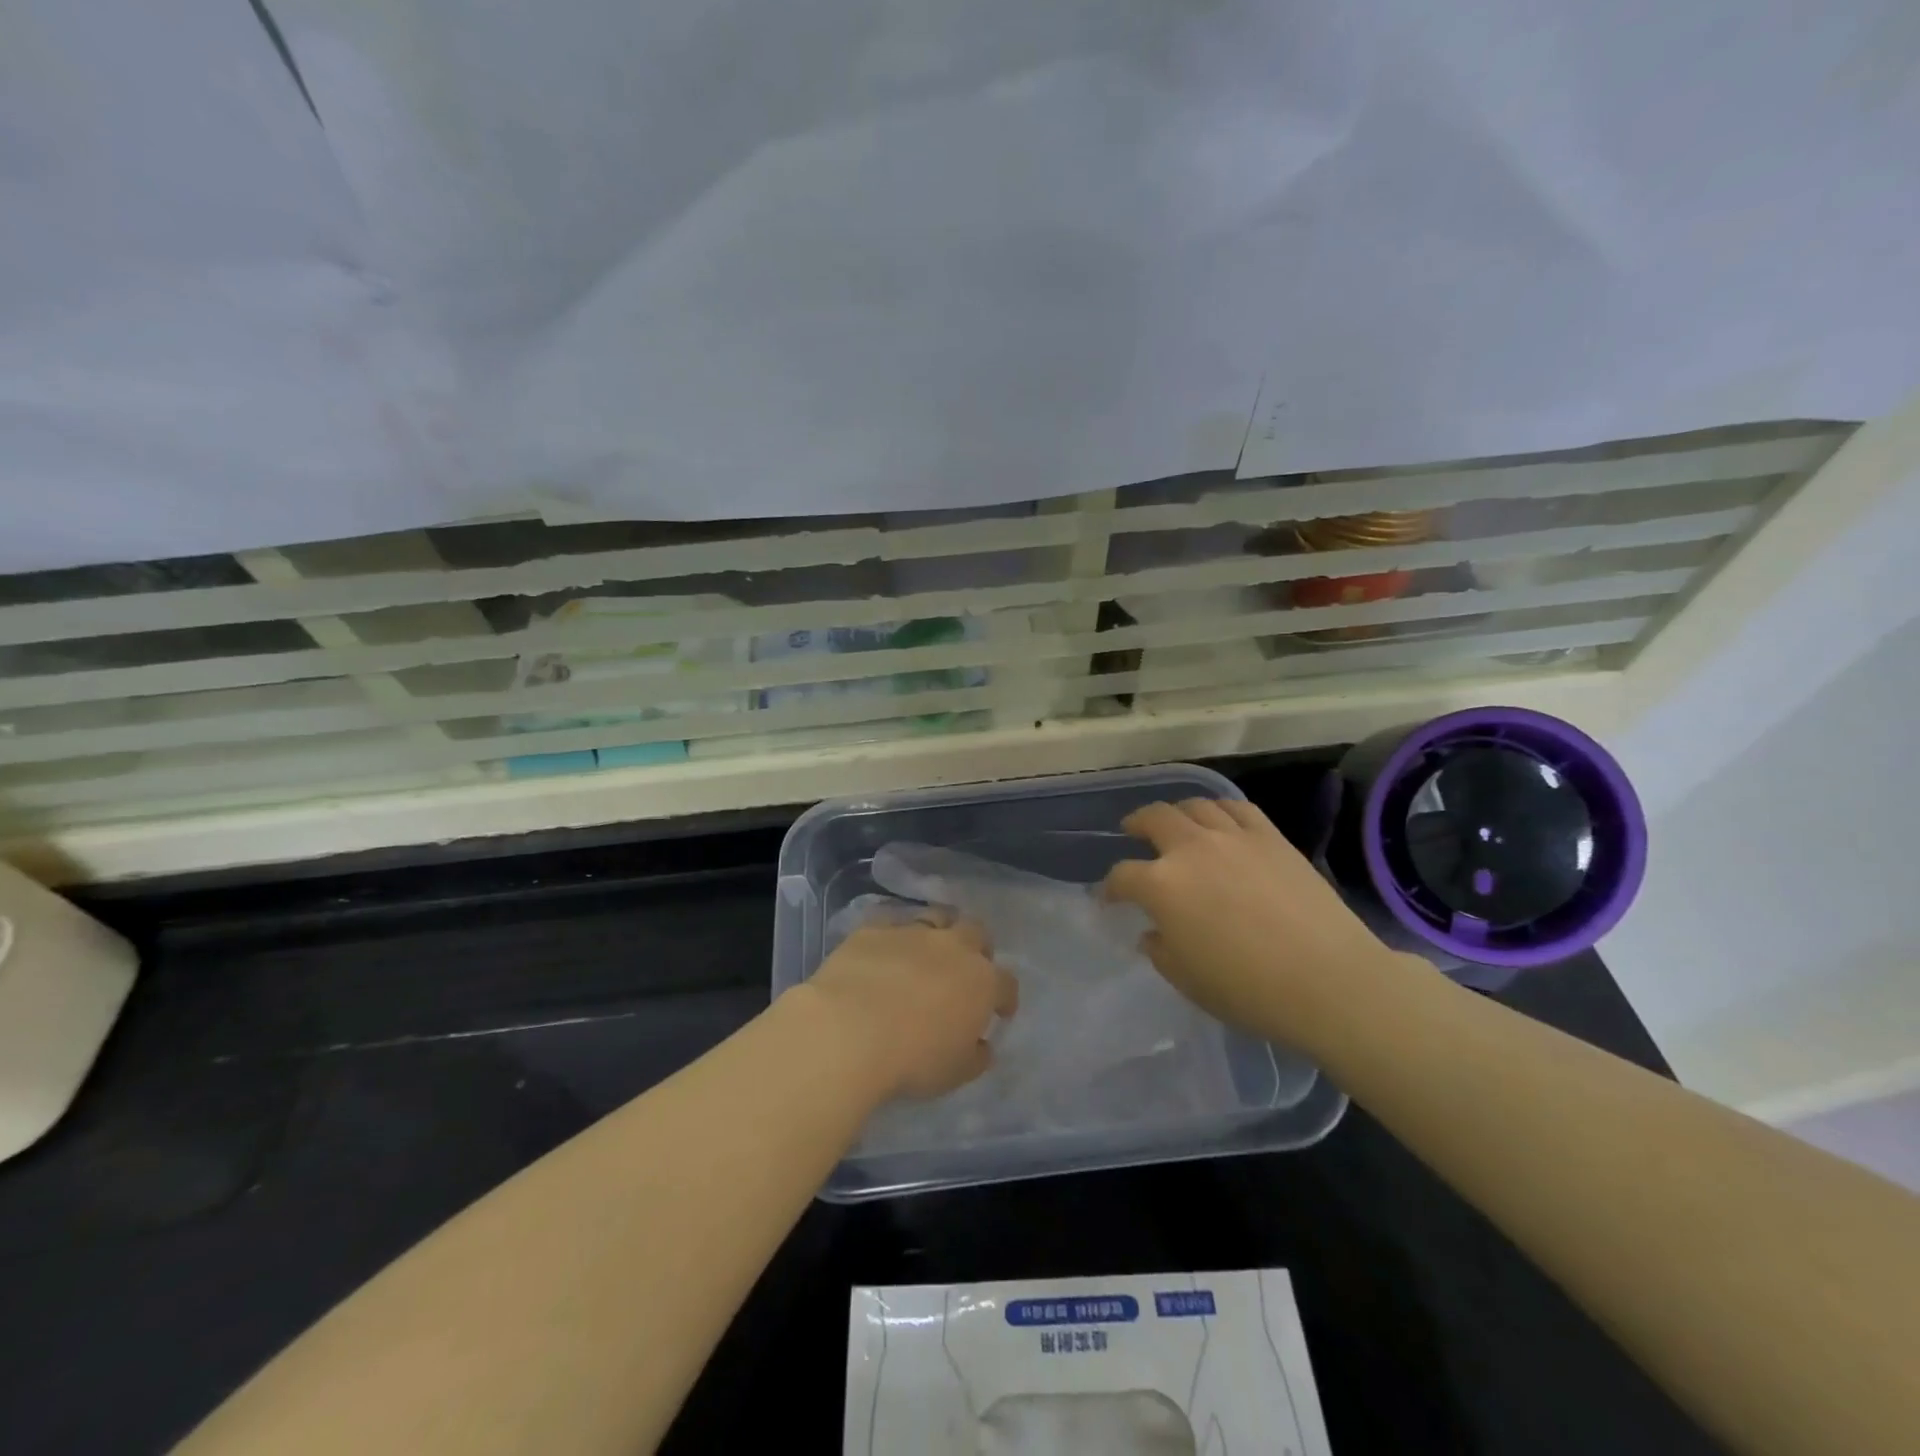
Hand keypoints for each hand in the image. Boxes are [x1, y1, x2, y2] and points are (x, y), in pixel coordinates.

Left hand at [800, 912, 1017, 1101]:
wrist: (849, 1031)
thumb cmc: (912, 1059)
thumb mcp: (955, 1072)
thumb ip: (975, 1056)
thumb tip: (981, 1045)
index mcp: (981, 982)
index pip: (1006, 983)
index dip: (1005, 998)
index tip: (1000, 1011)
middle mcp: (952, 947)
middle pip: (976, 933)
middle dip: (976, 948)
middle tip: (966, 969)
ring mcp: (912, 933)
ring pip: (936, 918)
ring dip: (938, 932)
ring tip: (926, 953)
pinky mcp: (874, 929)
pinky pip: (891, 923)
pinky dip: (893, 936)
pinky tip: (884, 953)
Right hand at [1104, 799, 1398, 1041]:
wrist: (1328, 980)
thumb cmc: (1248, 990)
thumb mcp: (1187, 980)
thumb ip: (1161, 950)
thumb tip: (1154, 932)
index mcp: (1161, 886)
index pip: (1122, 876)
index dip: (1110, 887)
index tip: (1110, 898)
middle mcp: (1191, 849)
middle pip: (1153, 819)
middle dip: (1136, 824)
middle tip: (1131, 832)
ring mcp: (1233, 837)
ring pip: (1195, 806)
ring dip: (1177, 812)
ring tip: (1175, 823)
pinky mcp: (1271, 837)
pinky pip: (1237, 808)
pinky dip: (1219, 809)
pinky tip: (1219, 819)